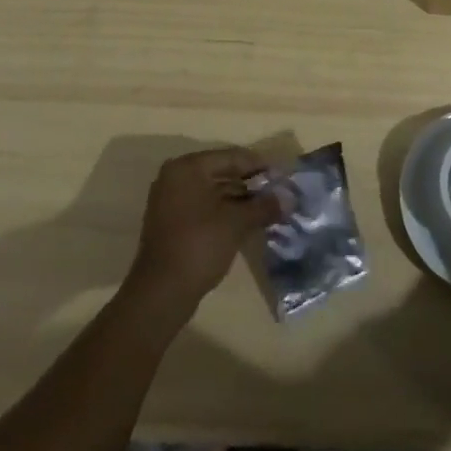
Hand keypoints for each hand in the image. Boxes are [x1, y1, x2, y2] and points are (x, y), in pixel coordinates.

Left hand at [126, 147, 280, 315]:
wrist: (161, 293)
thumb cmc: (199, 245)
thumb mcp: (237, 222)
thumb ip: (263, 206)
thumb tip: (289, 199)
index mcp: (188, 167)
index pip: (231, 157)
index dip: (259, 165)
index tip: (282, 175)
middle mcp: (175, 177)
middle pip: (221, 173)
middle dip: (250, 185)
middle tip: (278, 194)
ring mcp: (170, 200)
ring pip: (213, 192)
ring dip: (239, 200)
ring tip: (267, 210)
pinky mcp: (171, 223)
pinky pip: (203, 208)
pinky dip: (224, 212)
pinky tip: (246, 222)